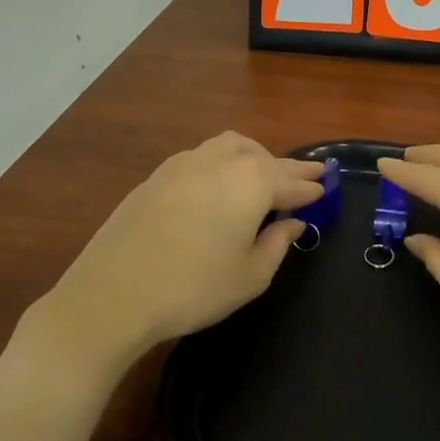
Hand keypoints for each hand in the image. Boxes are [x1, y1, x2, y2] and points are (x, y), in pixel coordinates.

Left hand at [41, 132, 323, 362]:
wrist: (113, 294)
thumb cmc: (194, 288)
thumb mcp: (250, 275)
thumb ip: (277, 244)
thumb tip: (292, 223)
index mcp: (251, 182)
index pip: (291, 181)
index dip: (311, 188)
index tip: (326, 189)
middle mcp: (220, 161)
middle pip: (264, 157)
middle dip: (288, 168)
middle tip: (307, 177)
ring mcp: (183, 163)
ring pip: (230, 146)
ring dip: (254, 156)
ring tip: (264, 175)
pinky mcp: (156, 176)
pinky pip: (202, 157)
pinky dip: (223, 163)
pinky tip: (220, 185)